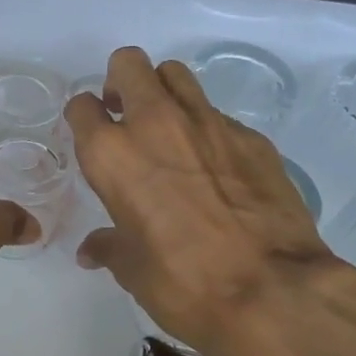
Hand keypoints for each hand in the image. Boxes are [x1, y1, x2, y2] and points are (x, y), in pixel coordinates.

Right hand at [66, 46, 351, 355]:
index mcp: (113, 155)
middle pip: (129, 64)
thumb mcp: (132, 270)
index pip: (82, 107)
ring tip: (169, 131)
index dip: (84, 119)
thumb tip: (92, 251)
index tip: (92, 136)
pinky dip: (207, 130)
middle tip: (126, 116)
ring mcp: (209, 124)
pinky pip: (218, 115)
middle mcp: (156, 124)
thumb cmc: (183, 283)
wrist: (273, 291)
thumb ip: (109, 247)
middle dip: (121, 82)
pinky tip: (217, 169)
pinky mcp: (252, 137)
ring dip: (164, 93)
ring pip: (176, 75)